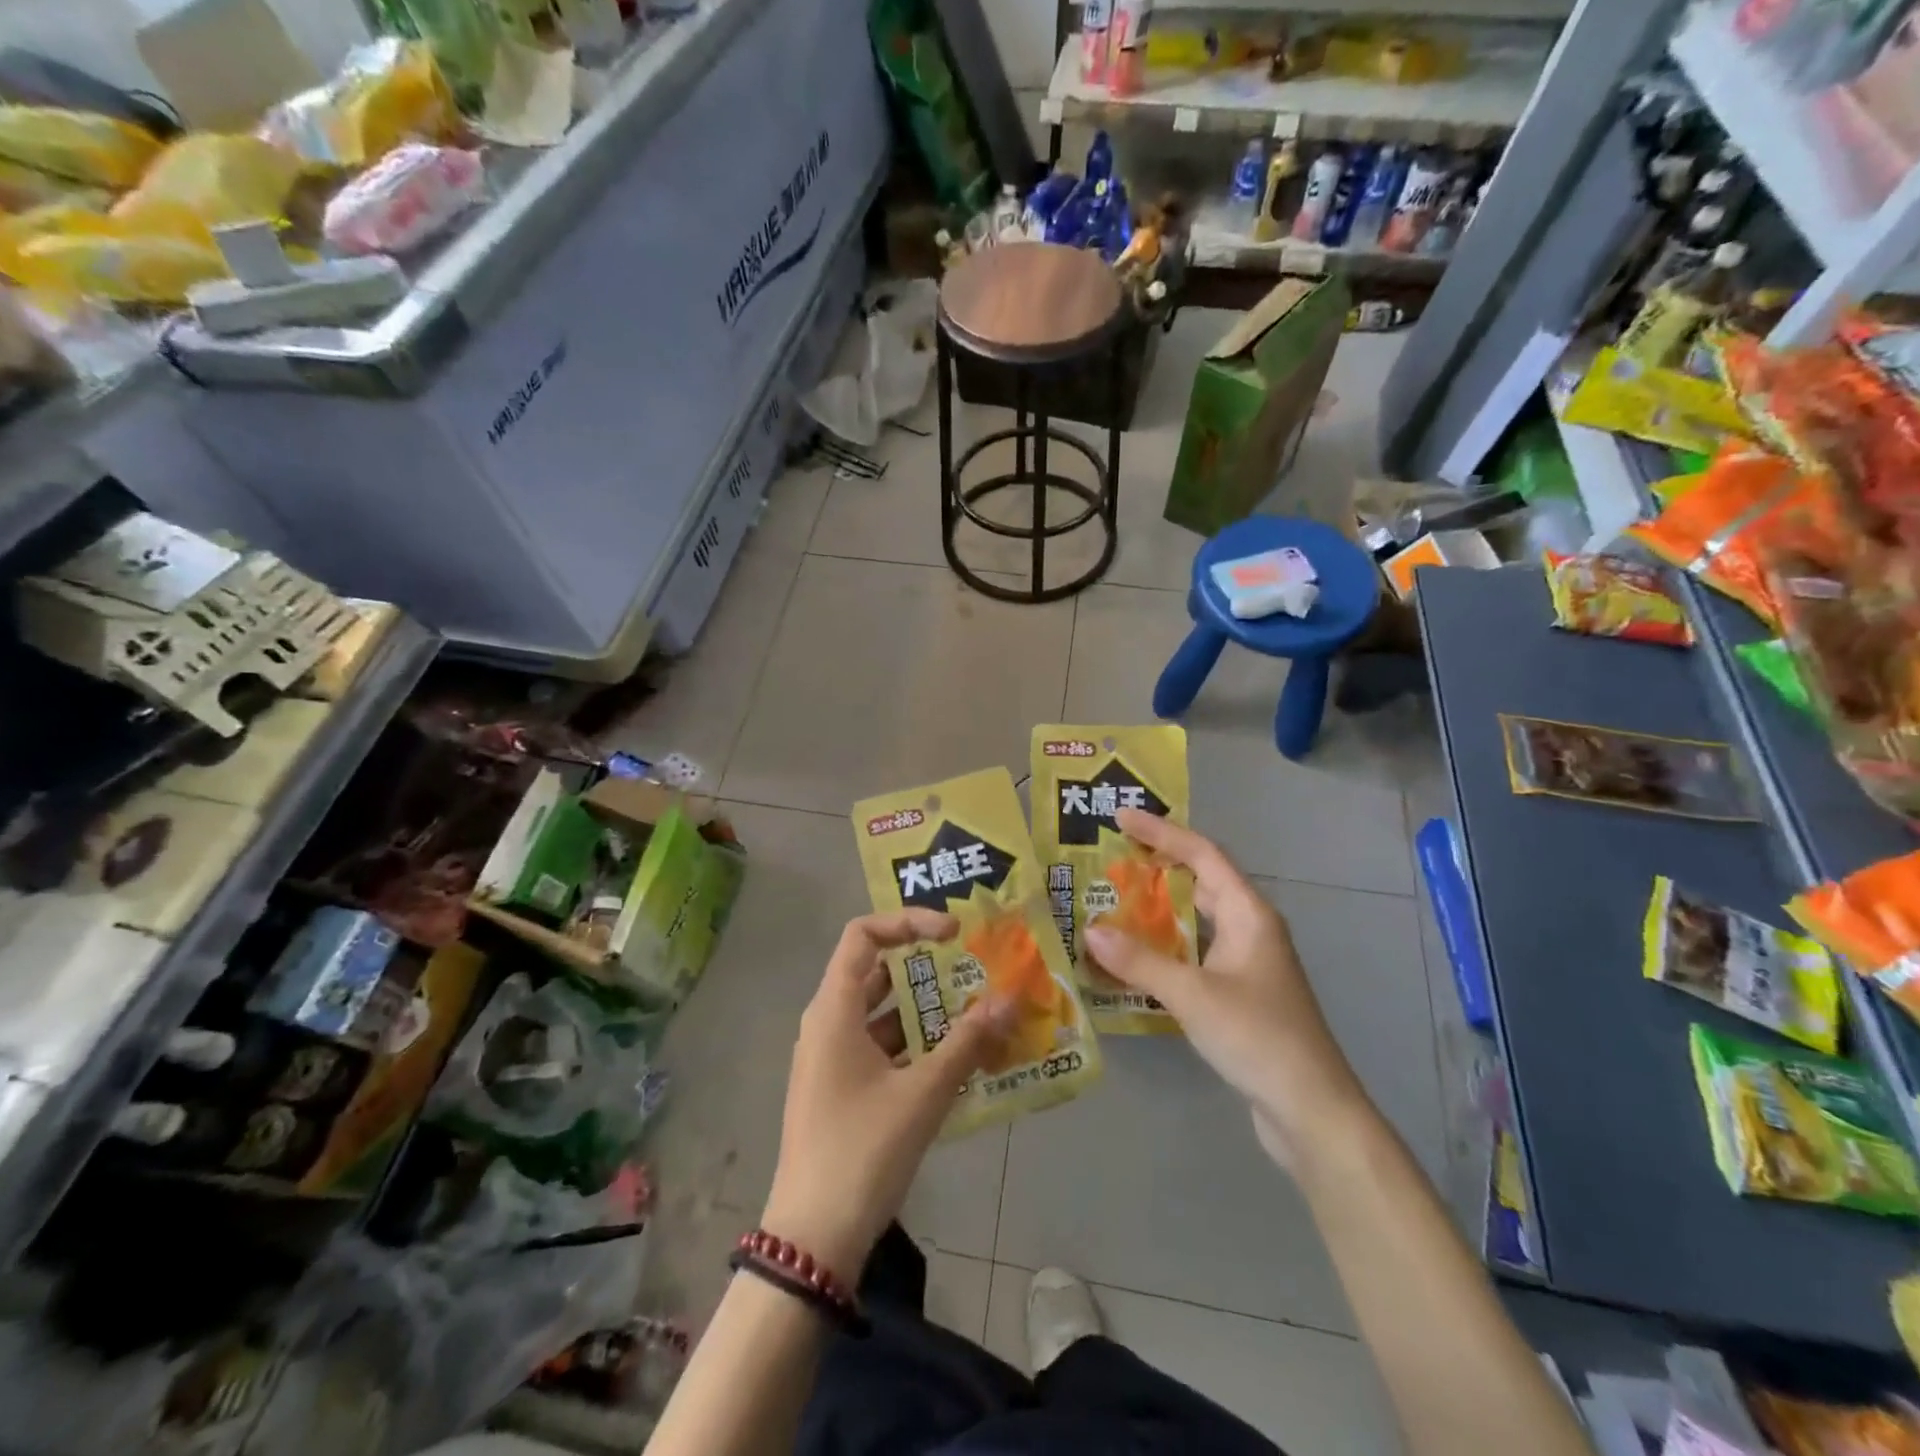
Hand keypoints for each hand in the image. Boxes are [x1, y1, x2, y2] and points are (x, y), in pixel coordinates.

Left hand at [761, 910, 1014, 1284]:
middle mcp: (826, 1023)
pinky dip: (914, 1045)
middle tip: (973, 970)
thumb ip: (968, 1043)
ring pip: (881, 1013)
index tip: (953, 933)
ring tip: (976, 1013)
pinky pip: (879, 1048)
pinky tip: (955, 1060)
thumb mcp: (923, 1094)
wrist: (812, 1240)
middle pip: (875, 972)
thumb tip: (1010, 1000)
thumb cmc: (862, 1151)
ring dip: (925, 1011)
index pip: (863, 935)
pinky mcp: (840, 1089)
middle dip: (925, 968)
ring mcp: (830, 1058)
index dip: (908, 922)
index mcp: (833, 1010)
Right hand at [1085, 809, 1362, 1164]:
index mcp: (1249, 914)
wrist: (1311, 1110)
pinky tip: (1133, 957)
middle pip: (1201, 880)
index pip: (1202, 854)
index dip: (1162, 832)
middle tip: (1111, 856)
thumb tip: (1090, 931)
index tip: (1120, 818)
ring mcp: (1246, 962)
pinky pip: (1194, 952)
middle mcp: (1250, 929)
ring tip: (1111, 899)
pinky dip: (1164, 945)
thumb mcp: (1193, 995)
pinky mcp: (1239, 992)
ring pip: (1196, 919)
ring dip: (1158, 907)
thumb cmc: (1258, 1038)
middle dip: (1158, 864)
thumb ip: (1140, 962)